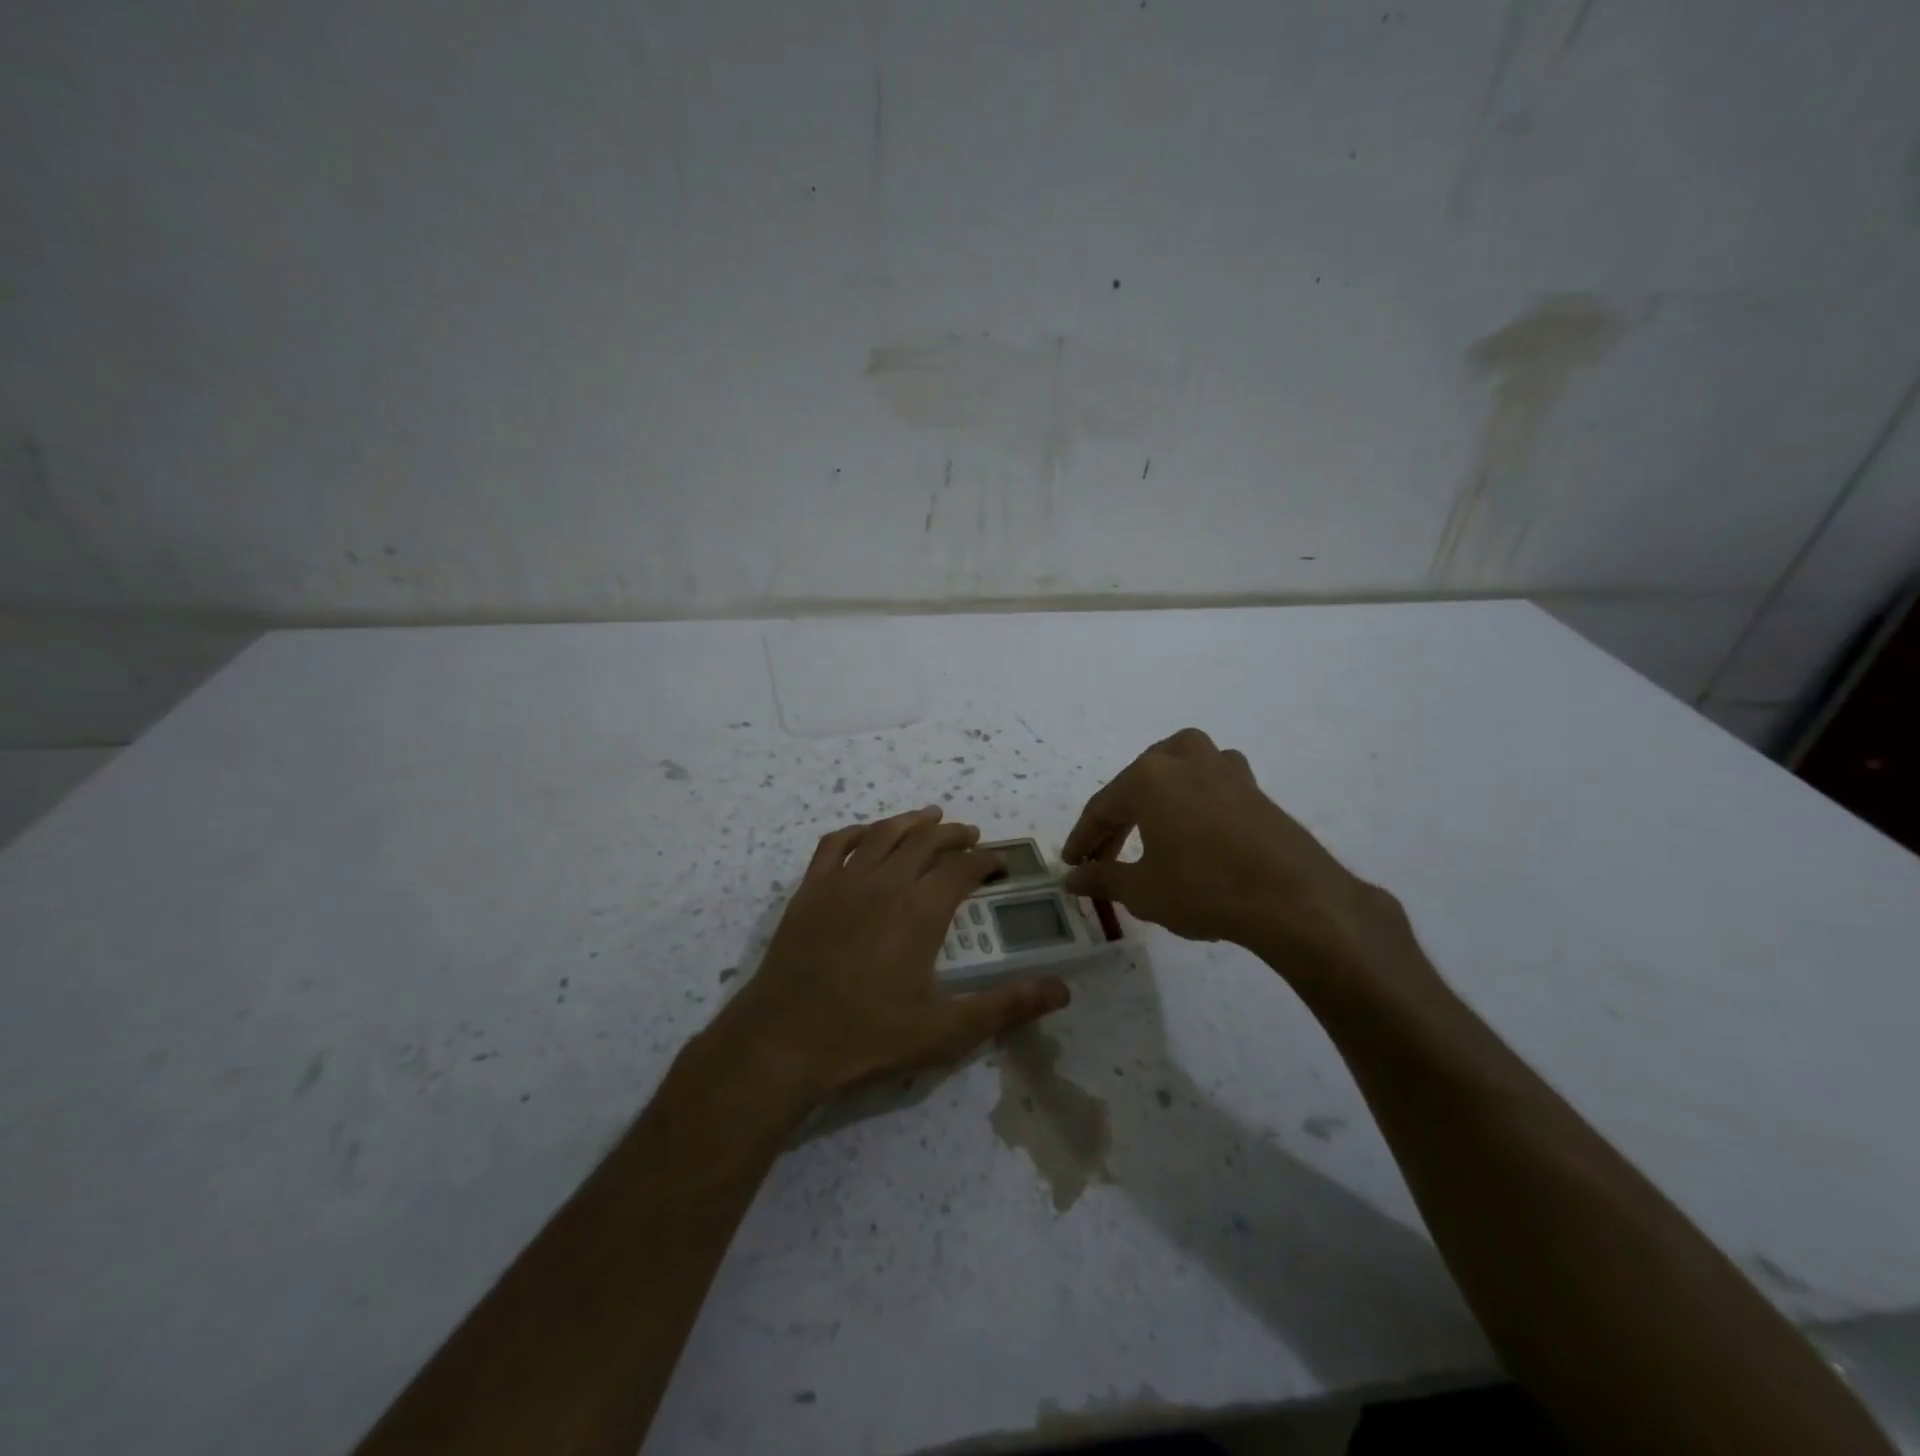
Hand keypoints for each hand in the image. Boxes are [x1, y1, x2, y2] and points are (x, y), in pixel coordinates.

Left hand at [713, 807, 1070, 1105]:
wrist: (785, 1038)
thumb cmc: (869, 1034)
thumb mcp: (947, 1029)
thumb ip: (1005, 1006)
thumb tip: (1061, 991)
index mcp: (921, 909)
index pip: (963, 869)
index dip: (986, 861)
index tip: (999, 864)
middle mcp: (886, 882)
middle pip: (926, 841)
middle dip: (953, 834)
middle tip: (970, 834)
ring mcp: (844, 881)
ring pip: (883, 834)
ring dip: (910, 822)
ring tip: (929, 817)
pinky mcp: (810, 890)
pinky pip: (834, 844)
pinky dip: (856, 832)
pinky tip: (865, 834)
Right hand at [1062, 728, 1421, 987]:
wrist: (1294, 898)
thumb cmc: (1205, 889)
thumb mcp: (1143, 890)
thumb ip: (1102, 879)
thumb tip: (1072, 878)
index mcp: (1148, 776)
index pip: (1102, 808)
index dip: (1083, 839)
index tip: (1070, 864)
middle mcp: (1183, 758)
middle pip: (1135, 787)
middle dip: (1115, 824)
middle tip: (1102, 859)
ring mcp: (1223, 766)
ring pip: (1173, 774)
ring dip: (1153, 802)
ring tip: (1145, 833)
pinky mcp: (1252, 785)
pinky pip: (1207, 784)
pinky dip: (1189, 802)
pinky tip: (1192, 828)